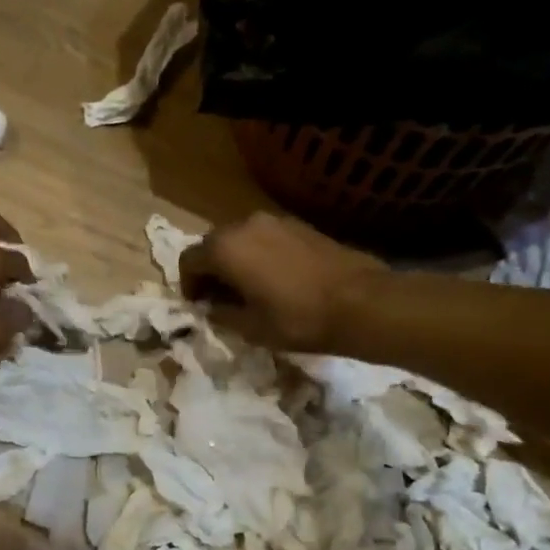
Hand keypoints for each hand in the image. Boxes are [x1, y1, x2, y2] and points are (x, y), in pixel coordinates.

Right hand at [180, 212, 383, 350]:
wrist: (362, 303)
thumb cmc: (297, 319)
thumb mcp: (250, 328)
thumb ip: (221, 314)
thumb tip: (211, 307)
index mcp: (225, 248)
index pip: (189, 260)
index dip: (187, 285)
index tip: (198, 305)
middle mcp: (244, 225)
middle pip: (213, 244)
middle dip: (210, 270)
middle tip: (220, 299)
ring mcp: (275, 221)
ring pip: (240, 239)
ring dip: (235, 261)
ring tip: (248, 289)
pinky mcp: (299, 225)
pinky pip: (265, 238)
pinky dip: (258, 255)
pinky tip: (274, 279)